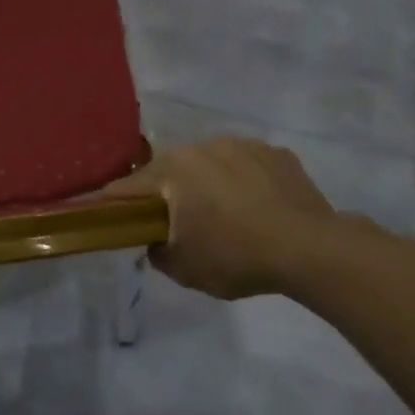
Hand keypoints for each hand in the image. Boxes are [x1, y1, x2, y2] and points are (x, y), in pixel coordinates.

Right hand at [100, 137, 335, 298]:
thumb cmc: (236, 256)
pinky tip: (257, 209)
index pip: (128, 186)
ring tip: (224, 215)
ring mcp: (244, 145)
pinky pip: (247, 165)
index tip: (104, 213)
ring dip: (208, 183)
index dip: (112, 202)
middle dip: (167, 192)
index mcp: (174, 169)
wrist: (310, 248)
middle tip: (176, 222)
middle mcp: (204, 146)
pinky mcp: (277, 153)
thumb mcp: (184, 269)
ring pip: (211, 163)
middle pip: (171, 170)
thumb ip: (158, 251)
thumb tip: (156, 241)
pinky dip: (244, 182)